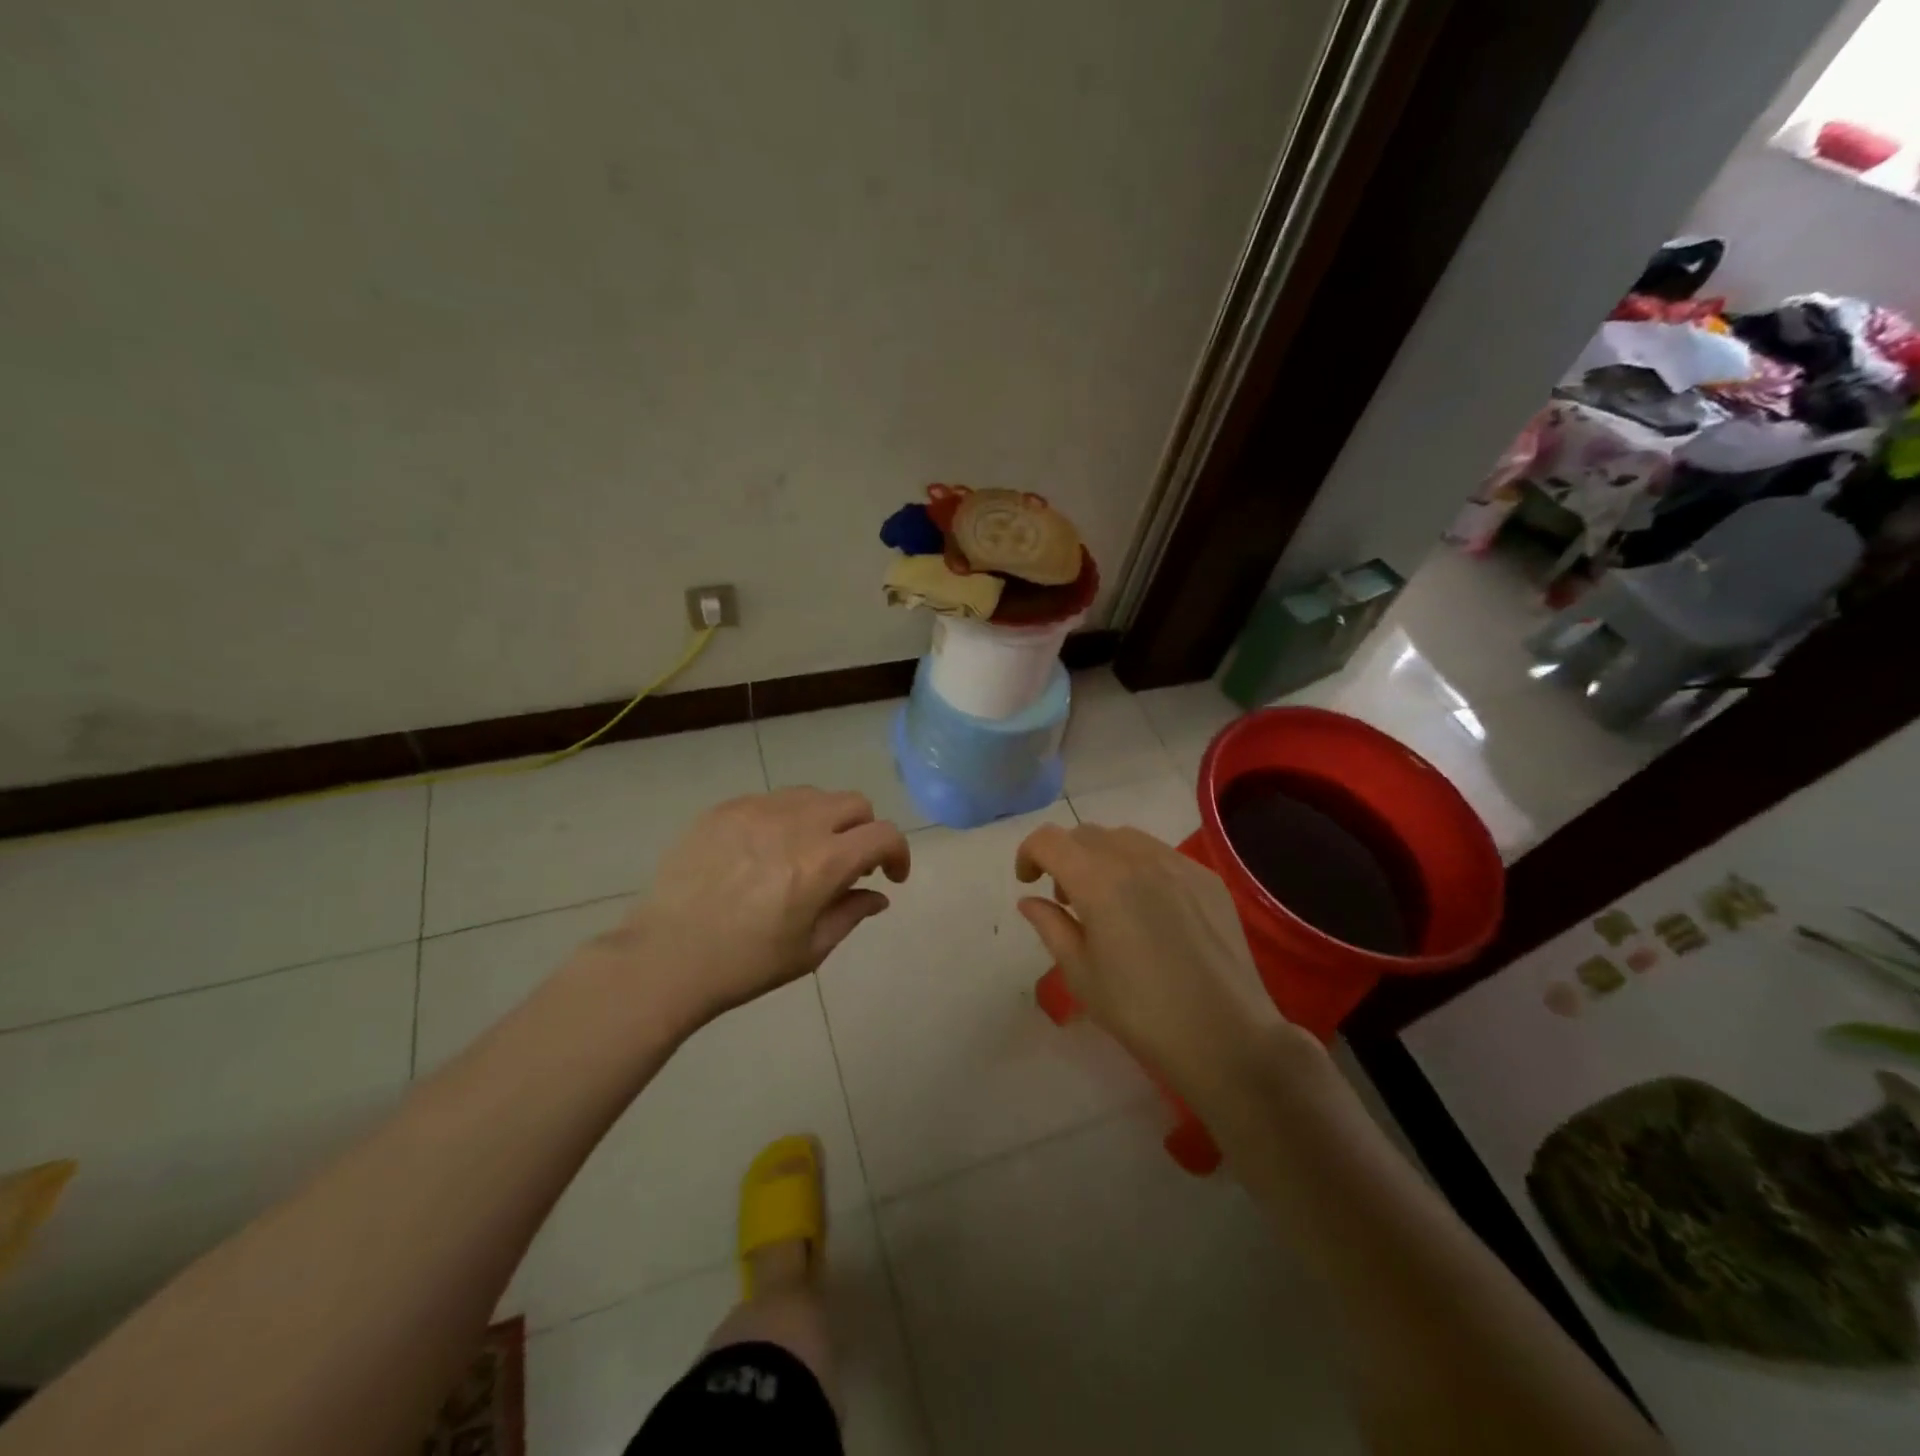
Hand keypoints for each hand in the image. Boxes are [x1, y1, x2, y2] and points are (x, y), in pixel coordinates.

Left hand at [615, 788, 909, 1030]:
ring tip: (806, 853)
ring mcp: (757, 810)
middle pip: (854, 803)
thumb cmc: (744, 964)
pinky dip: (785, 819)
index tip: (890, 876)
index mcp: (823, 863)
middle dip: (864, 831)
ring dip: (826, 820)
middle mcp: (796, 824)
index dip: (899, 853)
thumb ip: (851, 913)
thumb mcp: (809, 950)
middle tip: (850, 864)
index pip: (883, 834)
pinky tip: (764, 852)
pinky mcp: (725, 809)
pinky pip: (771, 800)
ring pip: (813, 795)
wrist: (664, 958)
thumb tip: (878, 895)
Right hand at [1014, 822, 1288, 1085]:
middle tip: (1067, 900)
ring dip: (1102, 858)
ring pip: (1125, 838)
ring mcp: (1178, 863)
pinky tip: (1150, 909)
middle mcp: (1137, 858)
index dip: (1029, 853)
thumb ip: (1051, 926)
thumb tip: (1030, 900)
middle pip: (1086, 835)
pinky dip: (1140, 867)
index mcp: (1098, 881)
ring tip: (1108, 900)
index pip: (1049, 840)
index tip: (1028, 881)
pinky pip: (1161, 854)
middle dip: (1066, 858)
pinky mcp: (1208, 878)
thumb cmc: (1140, 1011)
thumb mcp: (1080, 974)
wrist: (1225, 1036)